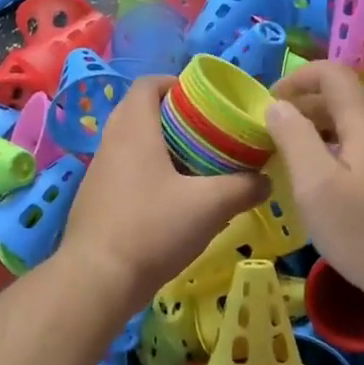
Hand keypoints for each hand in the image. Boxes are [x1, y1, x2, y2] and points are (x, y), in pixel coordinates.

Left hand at [58, 76, 269, 307]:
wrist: (97, 281)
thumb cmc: (153, 228)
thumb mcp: (210, 206)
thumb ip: (244, 187)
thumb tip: (266, 180)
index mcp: (133, 128)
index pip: (148, 84)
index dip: (176, 83)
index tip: (205, 99)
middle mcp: (111, 142)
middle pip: (142, 112)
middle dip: (176, 117)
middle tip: (209, 133)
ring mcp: (99, 173)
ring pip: (134, 144)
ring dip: (163, 148)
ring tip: (198, 166)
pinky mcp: (96, 201)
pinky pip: (126, 172)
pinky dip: (150, 174)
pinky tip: (174, 201)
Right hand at [265, 61, 363, 301]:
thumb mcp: (315, 185)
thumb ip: (294, 137)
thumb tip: (277, 105)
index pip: (333, 73)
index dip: (298, 77)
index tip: (270, 102)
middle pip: (345, 99)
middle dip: (305, 106)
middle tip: (274, 134)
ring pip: (356, 126)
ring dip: (322, 130)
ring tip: (295, 158)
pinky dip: (340, 150)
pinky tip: (328, 182)